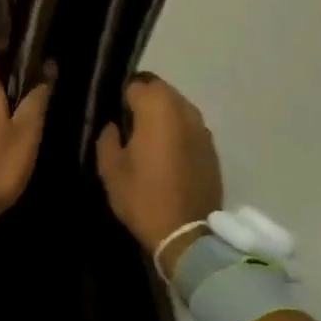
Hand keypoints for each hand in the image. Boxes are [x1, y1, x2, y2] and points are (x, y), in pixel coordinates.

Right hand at [96, 75, 222, 271]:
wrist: (187, 234)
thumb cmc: (143, 197)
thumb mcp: (111, 169)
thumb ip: (107, 138)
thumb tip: (115, 126)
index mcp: (157, 109)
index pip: (135, 85)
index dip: (121, 98)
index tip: (114, 116)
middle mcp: (183, 109)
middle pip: (160, 90)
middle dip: (144, 101)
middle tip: (130, 125)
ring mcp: (202, 128)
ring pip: (178, 106)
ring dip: (163, 115)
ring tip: (150, 139)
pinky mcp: (212, 147)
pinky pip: (190, 127)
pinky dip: (179, 132)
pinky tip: (169, 154)